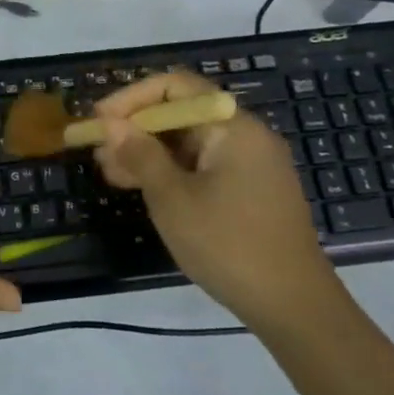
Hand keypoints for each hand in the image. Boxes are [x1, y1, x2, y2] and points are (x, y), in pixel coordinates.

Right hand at [92, 71, 338, 322]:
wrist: (295, 308)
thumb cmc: (229, 245)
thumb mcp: (173, 199)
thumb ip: (140, 154)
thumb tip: (111, 124)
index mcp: (233, 126)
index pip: (176, 86)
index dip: (131, 98)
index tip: (99, 120)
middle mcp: (245, 135)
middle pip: (182, 113)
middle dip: (136, 128)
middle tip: (99, 151)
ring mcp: (251, 164)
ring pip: (189, 142)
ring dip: (148, 152)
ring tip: (110, 173)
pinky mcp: (250, 191)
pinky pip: (203, 165)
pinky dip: (171, 171)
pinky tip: (142, 188)